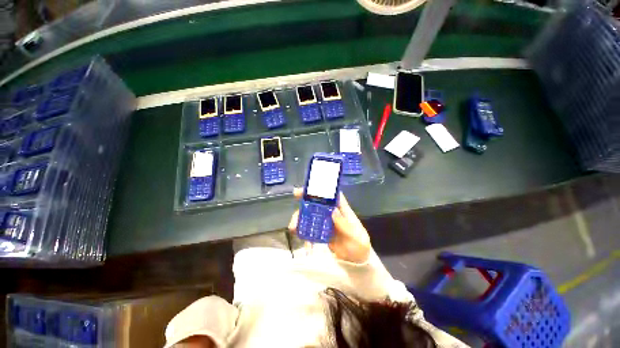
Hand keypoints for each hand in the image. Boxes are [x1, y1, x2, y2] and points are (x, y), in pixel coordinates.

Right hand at [288, 188, 370, 263]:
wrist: (357, 261)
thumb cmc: (359, 245)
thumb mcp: (355, 236)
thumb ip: (345, 225)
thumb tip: (333, 211)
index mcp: (342, 210)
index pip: (332, 195)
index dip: (321, 189)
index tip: (308, 188)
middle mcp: (332, 213)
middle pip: (317, 203)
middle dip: (304, 202)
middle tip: (295, 202)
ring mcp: (325, 223)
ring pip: (310, 216)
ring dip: (300, 219)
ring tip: (293, 228)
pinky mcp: (321, 233)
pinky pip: (310, 230)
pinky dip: (305, 236)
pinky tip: (306, 246)